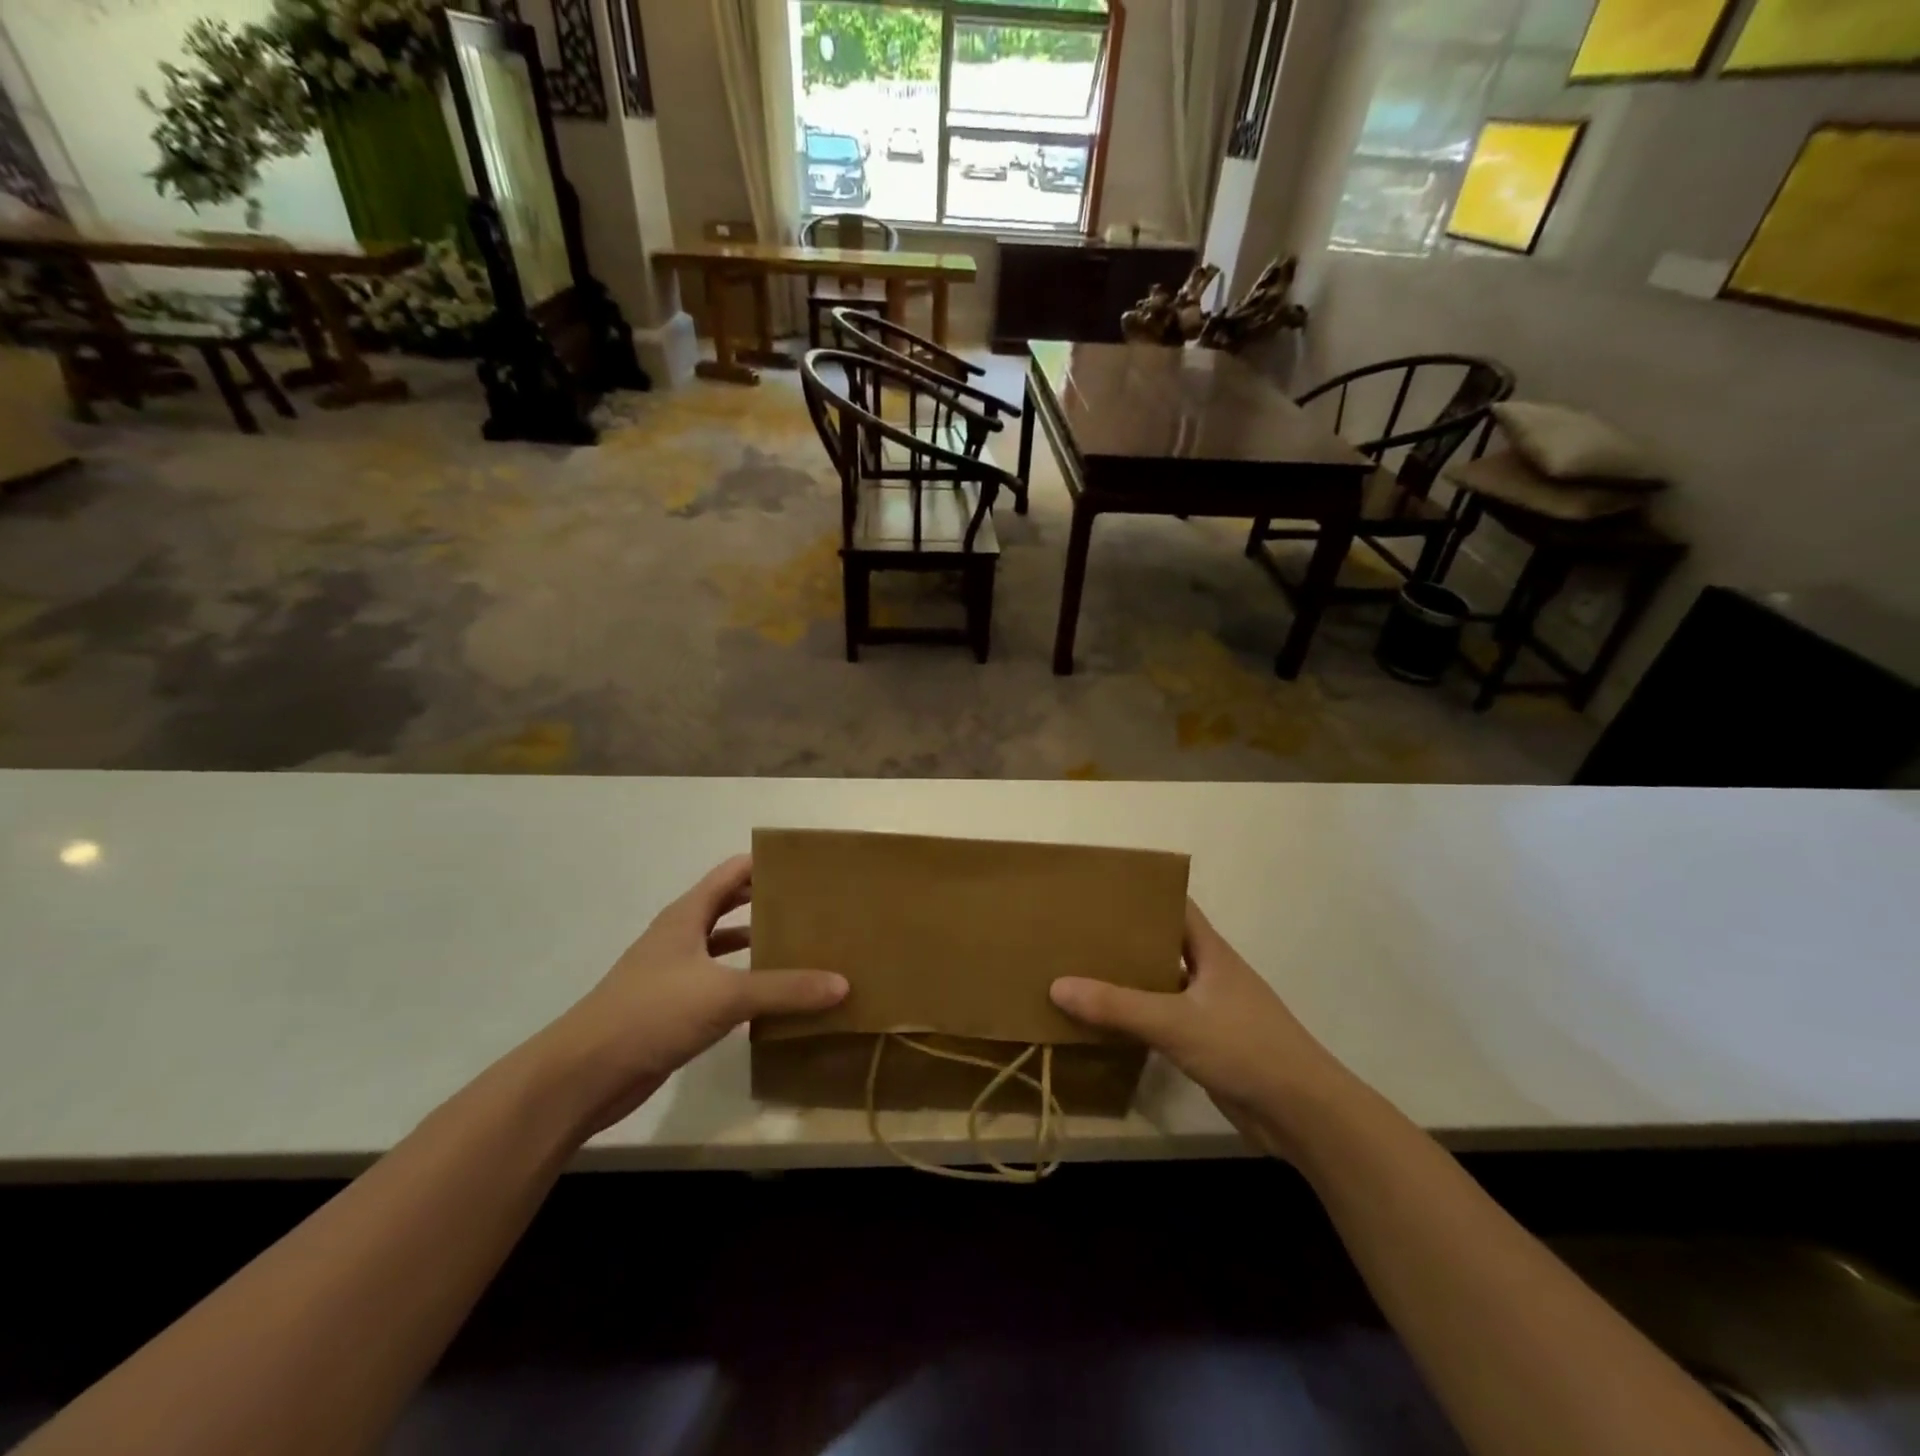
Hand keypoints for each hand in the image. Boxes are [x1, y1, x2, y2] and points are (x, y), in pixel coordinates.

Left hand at [541, 856, 847, 1135]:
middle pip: (728, 906)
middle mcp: (680, 938)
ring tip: (802, 945)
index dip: (766, 864)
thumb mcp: (725, 994)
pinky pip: (719, 985)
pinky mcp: (673, 1010)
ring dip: (757, 944)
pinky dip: (745, 983)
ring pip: (724, 947)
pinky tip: (773, 997)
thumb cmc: (652, 1013)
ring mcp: (674, 974)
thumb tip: (842, 984)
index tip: (807, 865)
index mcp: (686, 916)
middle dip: (767, 902)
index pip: (732, 873)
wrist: (584, 1075)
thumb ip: (785, 988)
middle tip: (813, 905)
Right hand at [1050, 899, 1351, 1157]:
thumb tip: (1057, 985)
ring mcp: (1211, 1010)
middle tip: (1078, 931)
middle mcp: (1210, 974)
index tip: (1103, 887)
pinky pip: (1164, 1020)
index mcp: (1211, 952)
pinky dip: (1138, 1018)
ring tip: (1081, 972)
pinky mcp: (1208, 1044)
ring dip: (1129, 981)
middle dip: (1125, 938)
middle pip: (1163, 944)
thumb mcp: (1175, 1022)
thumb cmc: (1245, 1048)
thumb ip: (1118, 1006)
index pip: (1176, 906)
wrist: (1302, 1114)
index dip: (1144, 893)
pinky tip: (1106, 1023)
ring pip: (1162, 985)